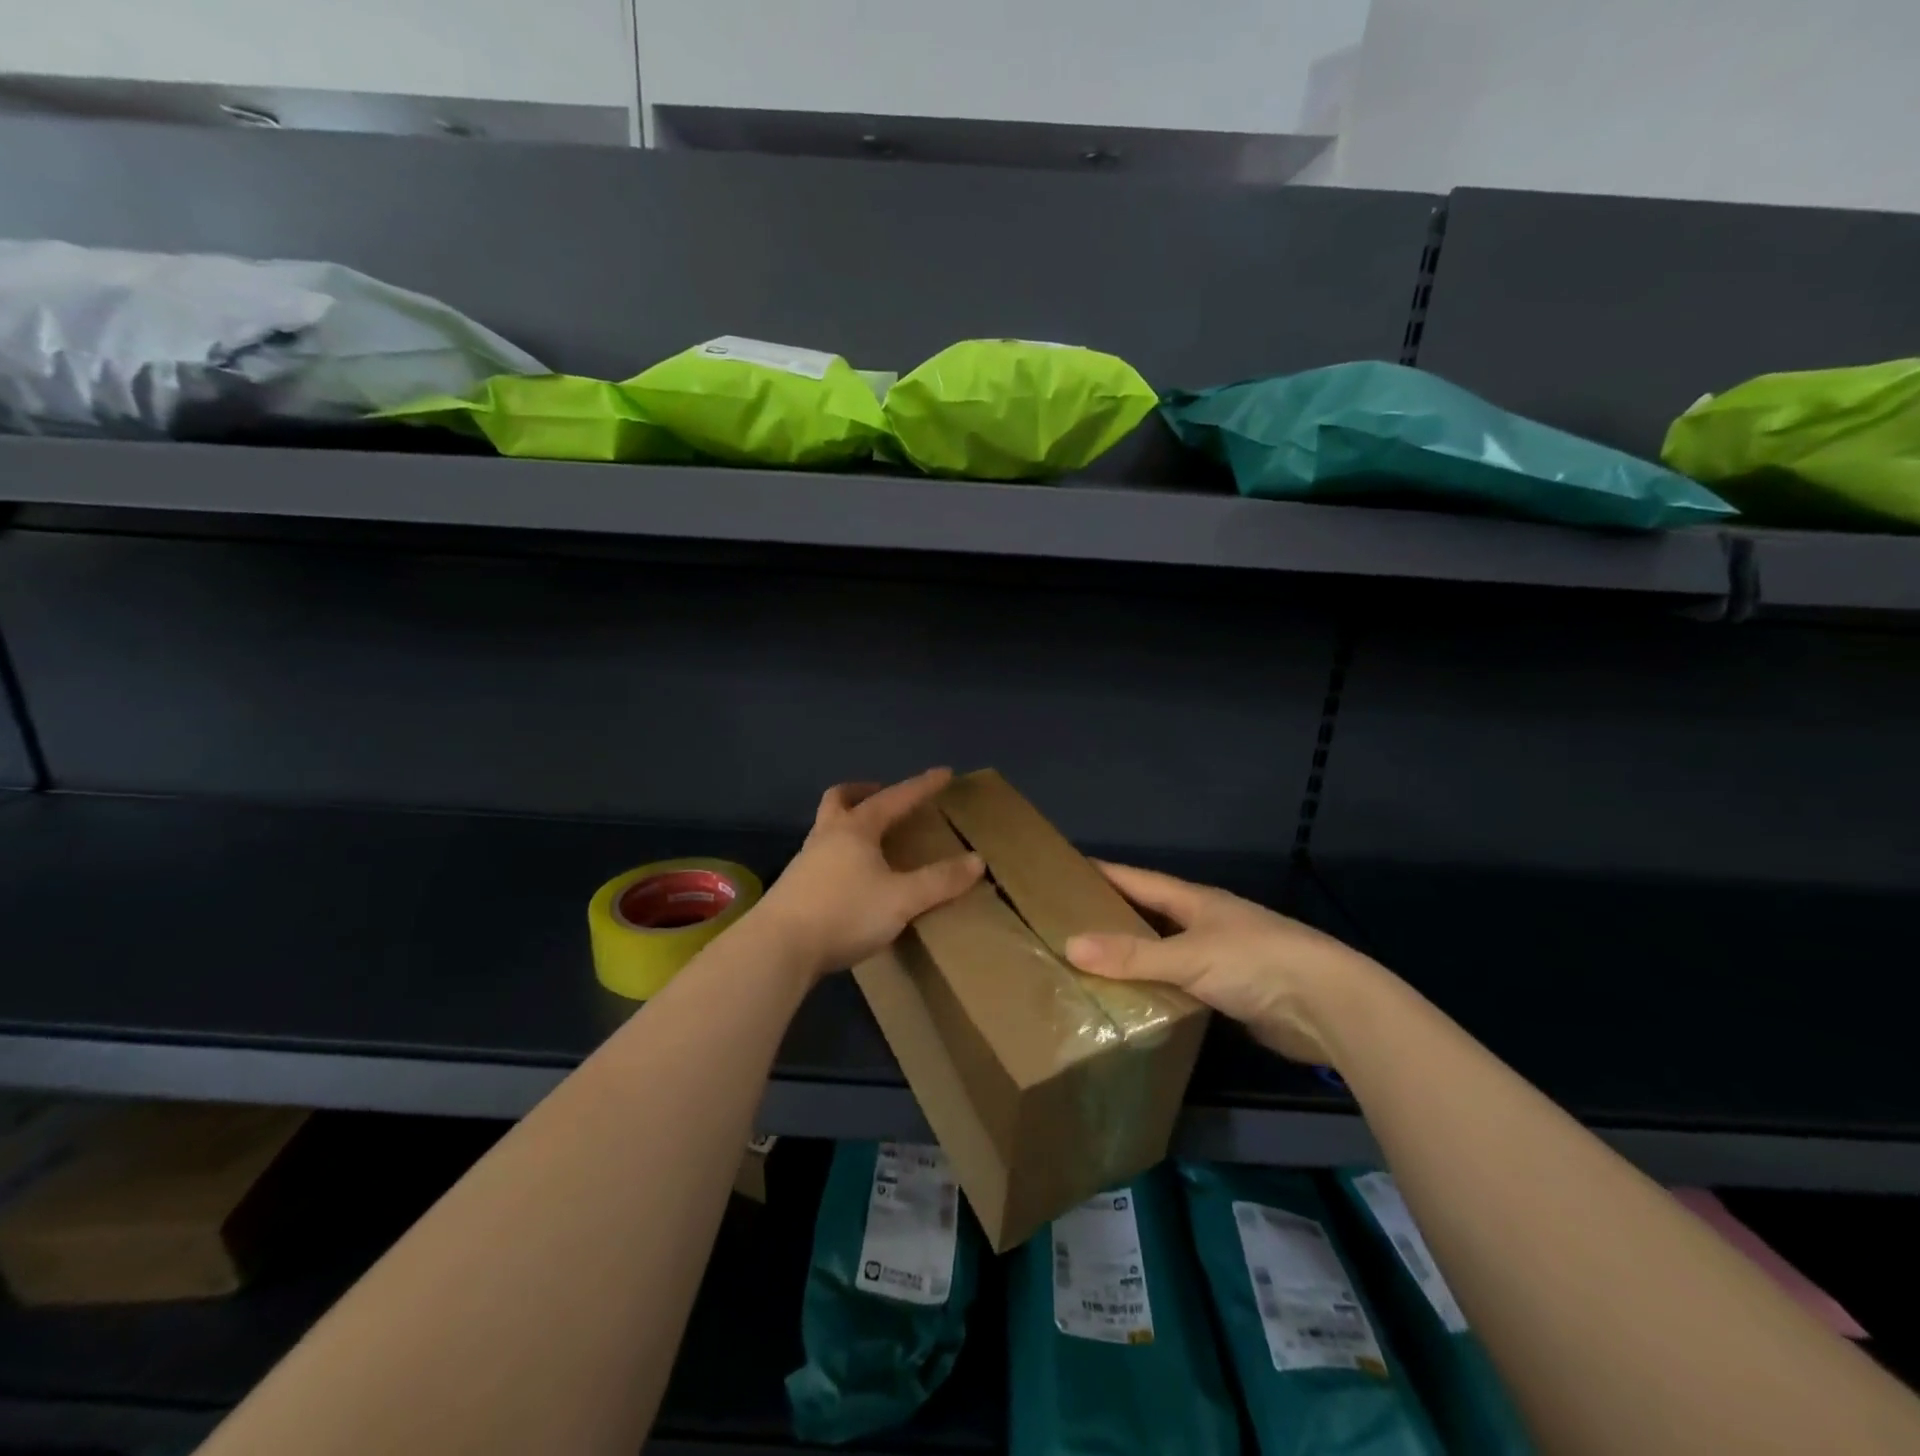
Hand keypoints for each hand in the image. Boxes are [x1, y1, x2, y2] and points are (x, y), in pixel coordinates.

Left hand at [755, 769, 983, 979]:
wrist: (779, 948)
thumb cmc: (845, 913)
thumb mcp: (902, 899)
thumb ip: (939, 881)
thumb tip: (976, 861)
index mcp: (856, 829)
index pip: (895, 798)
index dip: (922, 786)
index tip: (943, 774)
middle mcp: (827, 836)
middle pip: (840, 799)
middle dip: (864, 792)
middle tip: (882, 796)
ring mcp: (806, 860)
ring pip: (827, 827)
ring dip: (848, 823)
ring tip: (871, 840)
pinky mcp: (795, 887)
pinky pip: (821, 855)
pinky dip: (839, 852)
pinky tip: (850, 877)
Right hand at [1065, 862, 1384, 1064]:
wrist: (1327, 1006)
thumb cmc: (1256, 963)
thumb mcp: (1188, 955)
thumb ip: (1132, 954)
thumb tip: (1070, 946)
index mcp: (1195, 900)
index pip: (1138, 880)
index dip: (1103, 873)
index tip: (1066, 869)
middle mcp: (1204, 923)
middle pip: (1149, 914)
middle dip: (1111, 915)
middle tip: (1065, 922)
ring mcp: (1219, 957)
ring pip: (1164, 951)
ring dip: (1132, 955)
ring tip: (1087, 963)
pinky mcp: (1230, 992)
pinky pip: (1179, 984)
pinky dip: (1154, 987)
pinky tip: (1130, 998)